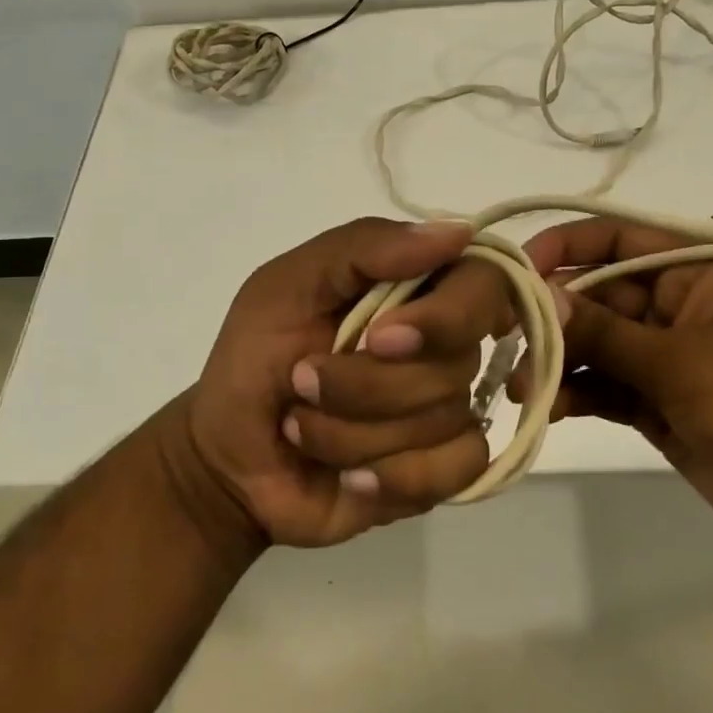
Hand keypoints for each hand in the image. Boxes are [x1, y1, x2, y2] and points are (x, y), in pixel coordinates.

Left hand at [173, 217, 508, 549]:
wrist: (230, 460)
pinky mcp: (444, 470)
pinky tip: (350, 479)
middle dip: (369, 384)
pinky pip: (460, 469)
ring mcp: (447, 409)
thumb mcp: (286, 286)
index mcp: (414, 291)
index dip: (448, 314)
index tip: (381, 338)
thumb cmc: (253, 360)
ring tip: (304, 429)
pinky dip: (394, 477)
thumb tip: (459, 233)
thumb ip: (364, 248)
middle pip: (459, 360)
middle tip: (304, 383)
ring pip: (446, 418)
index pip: (482, 283)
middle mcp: (442, 346)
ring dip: (356, 433)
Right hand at [519, 218, 712, 546]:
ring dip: (558, 362)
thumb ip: (606, 332)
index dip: (565, 246)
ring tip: (522, 387)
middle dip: (553, 319)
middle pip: (596, 296)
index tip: (516, 271)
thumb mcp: (682, 360)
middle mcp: (673, 304)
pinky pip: (605, 386)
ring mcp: (664, 356)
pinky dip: (576, 394)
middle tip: (505, 343)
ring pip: (595, 345)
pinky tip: (549, 409)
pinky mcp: (656, 402)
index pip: (617, 239)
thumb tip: (540, 297)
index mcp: (694, 270)